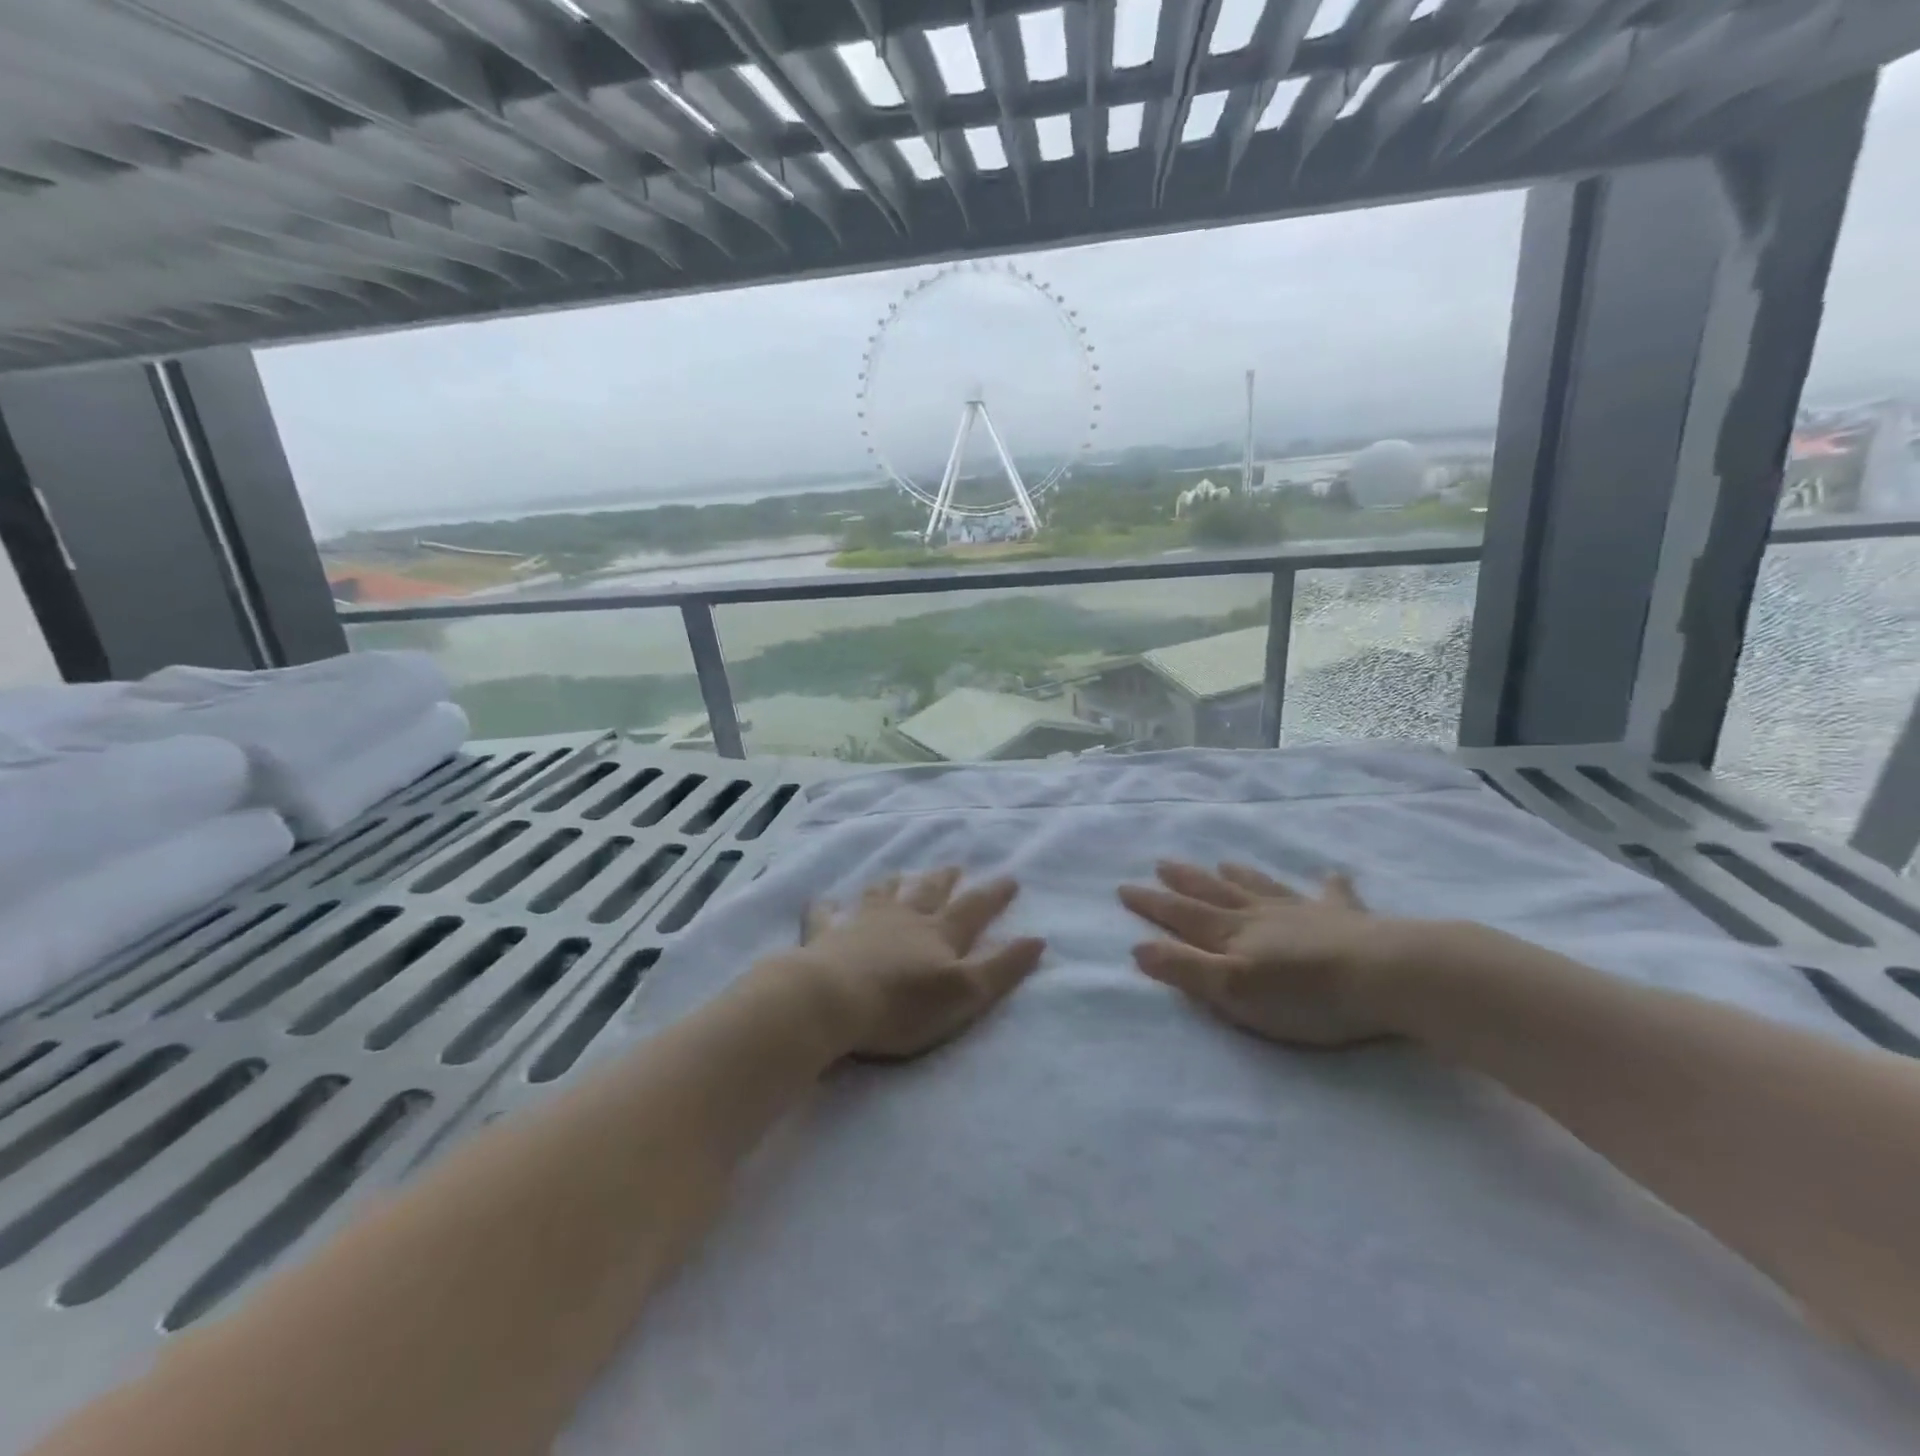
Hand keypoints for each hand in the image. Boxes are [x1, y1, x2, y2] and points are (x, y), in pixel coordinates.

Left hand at [790, 869, 1044, 1060]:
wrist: (833, 1001)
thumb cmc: (903, 1004)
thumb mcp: (965, 993)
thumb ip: (1001, 967)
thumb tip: (1038, 939)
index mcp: (939, 934)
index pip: (973, 909)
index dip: (993, 895)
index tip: (1010, 878)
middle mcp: (903, 919)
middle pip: (928, 894)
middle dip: (944, 880)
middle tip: (954, 866)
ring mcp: (862, 923)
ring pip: (882, 896)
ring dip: (894, 884)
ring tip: (900, 874)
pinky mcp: (826, 936)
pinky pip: (826, 916)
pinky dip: (826, 908)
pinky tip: (822, 901)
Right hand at [1118, 861, 1407, 1047]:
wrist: (1387, 977)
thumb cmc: (1305, 995)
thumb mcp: (1233, 990)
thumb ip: (1185, 969)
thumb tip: (1137, 946)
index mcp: (1233, 935)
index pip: (1182, 915)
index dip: (1152, 904)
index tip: (1124, 887)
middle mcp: (1262, 916)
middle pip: (1215, 893)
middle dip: (1185, 881)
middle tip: (1163, 863)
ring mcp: (1305, 913)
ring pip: (1262, 888)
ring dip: (1239, 876)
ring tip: (1223, 862)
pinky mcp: (1347, 920)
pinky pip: (1333, 897)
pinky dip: (1329, 887)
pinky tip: (1332, 875)